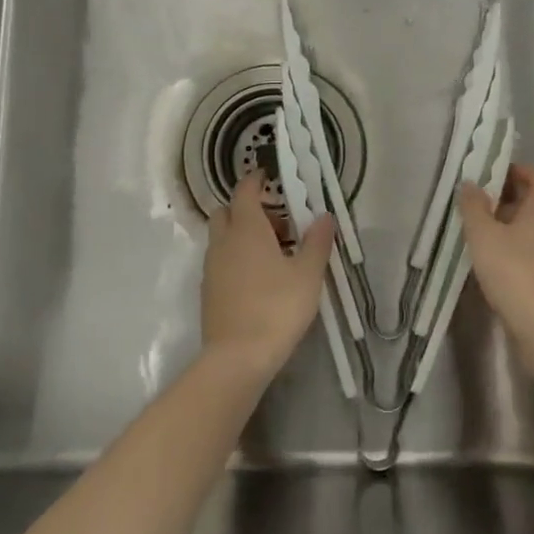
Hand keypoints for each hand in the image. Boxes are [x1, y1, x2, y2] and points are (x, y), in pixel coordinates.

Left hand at [201, 174, 335, 381]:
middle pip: (227, 212)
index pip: (244, 191)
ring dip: (243, 235)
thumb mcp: (308, 274)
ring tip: (276, 254)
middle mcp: (223, 242)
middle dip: (248, 209)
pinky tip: (260, 279)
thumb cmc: (277, 307)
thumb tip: (325, 215)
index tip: (268, 176)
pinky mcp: (208, 291)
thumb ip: (317, 241)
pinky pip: (221, 261)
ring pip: (223, 238)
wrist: (238, 357)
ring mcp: (211, 267)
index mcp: (246, 229)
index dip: (255, 180)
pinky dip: (237, 257)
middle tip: (279, 223)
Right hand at [457, 164, 533, 325]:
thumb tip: (470, 184)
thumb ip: (474, 207)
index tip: (494, 175)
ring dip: (519, 226)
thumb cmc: (513, 270)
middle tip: (485, 206)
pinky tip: (504, 263)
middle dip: (514, 200)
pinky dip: (526, 249)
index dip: (518, 171)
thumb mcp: (483, 236)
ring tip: (489, 236)